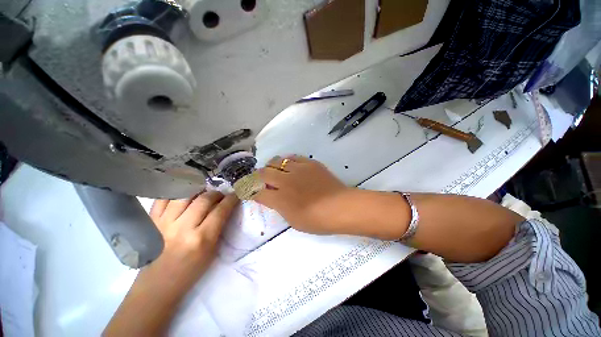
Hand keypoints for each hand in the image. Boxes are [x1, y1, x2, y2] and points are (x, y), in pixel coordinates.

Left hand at [149, 191, 238, 288]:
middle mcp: (183, 228)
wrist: (158, 283)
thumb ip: (219, 227)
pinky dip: (175, 192)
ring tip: (203, 193)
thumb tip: (224, 207)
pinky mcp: (151, 222)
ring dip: (198, 190)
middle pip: (204, 200)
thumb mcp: (212, 250)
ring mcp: (164, 223)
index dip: (231, 199)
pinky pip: (163, 199)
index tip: (235, 194)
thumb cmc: (191, 270)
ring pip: (184, 195)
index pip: (221, 211)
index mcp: (202, 239)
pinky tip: (183, 194)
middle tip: (220, 195)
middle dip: (216, 194)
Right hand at [253, 155, 352, 234]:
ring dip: (272, 166)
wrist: (340, 207)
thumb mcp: (293, 220)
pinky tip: (289, 165)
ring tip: (275, 170)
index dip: (249, 190)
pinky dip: (287, 161)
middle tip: (261, 179)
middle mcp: (286, 181)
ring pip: (277, 161)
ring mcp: (298, 170)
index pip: (257, 191)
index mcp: (280, 199)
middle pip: (263, 173)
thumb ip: (279, 207)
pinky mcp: (309, 163)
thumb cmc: (317, 220)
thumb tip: (272, 197)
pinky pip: (293, 157)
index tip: (248, 189)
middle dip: (258, 176)